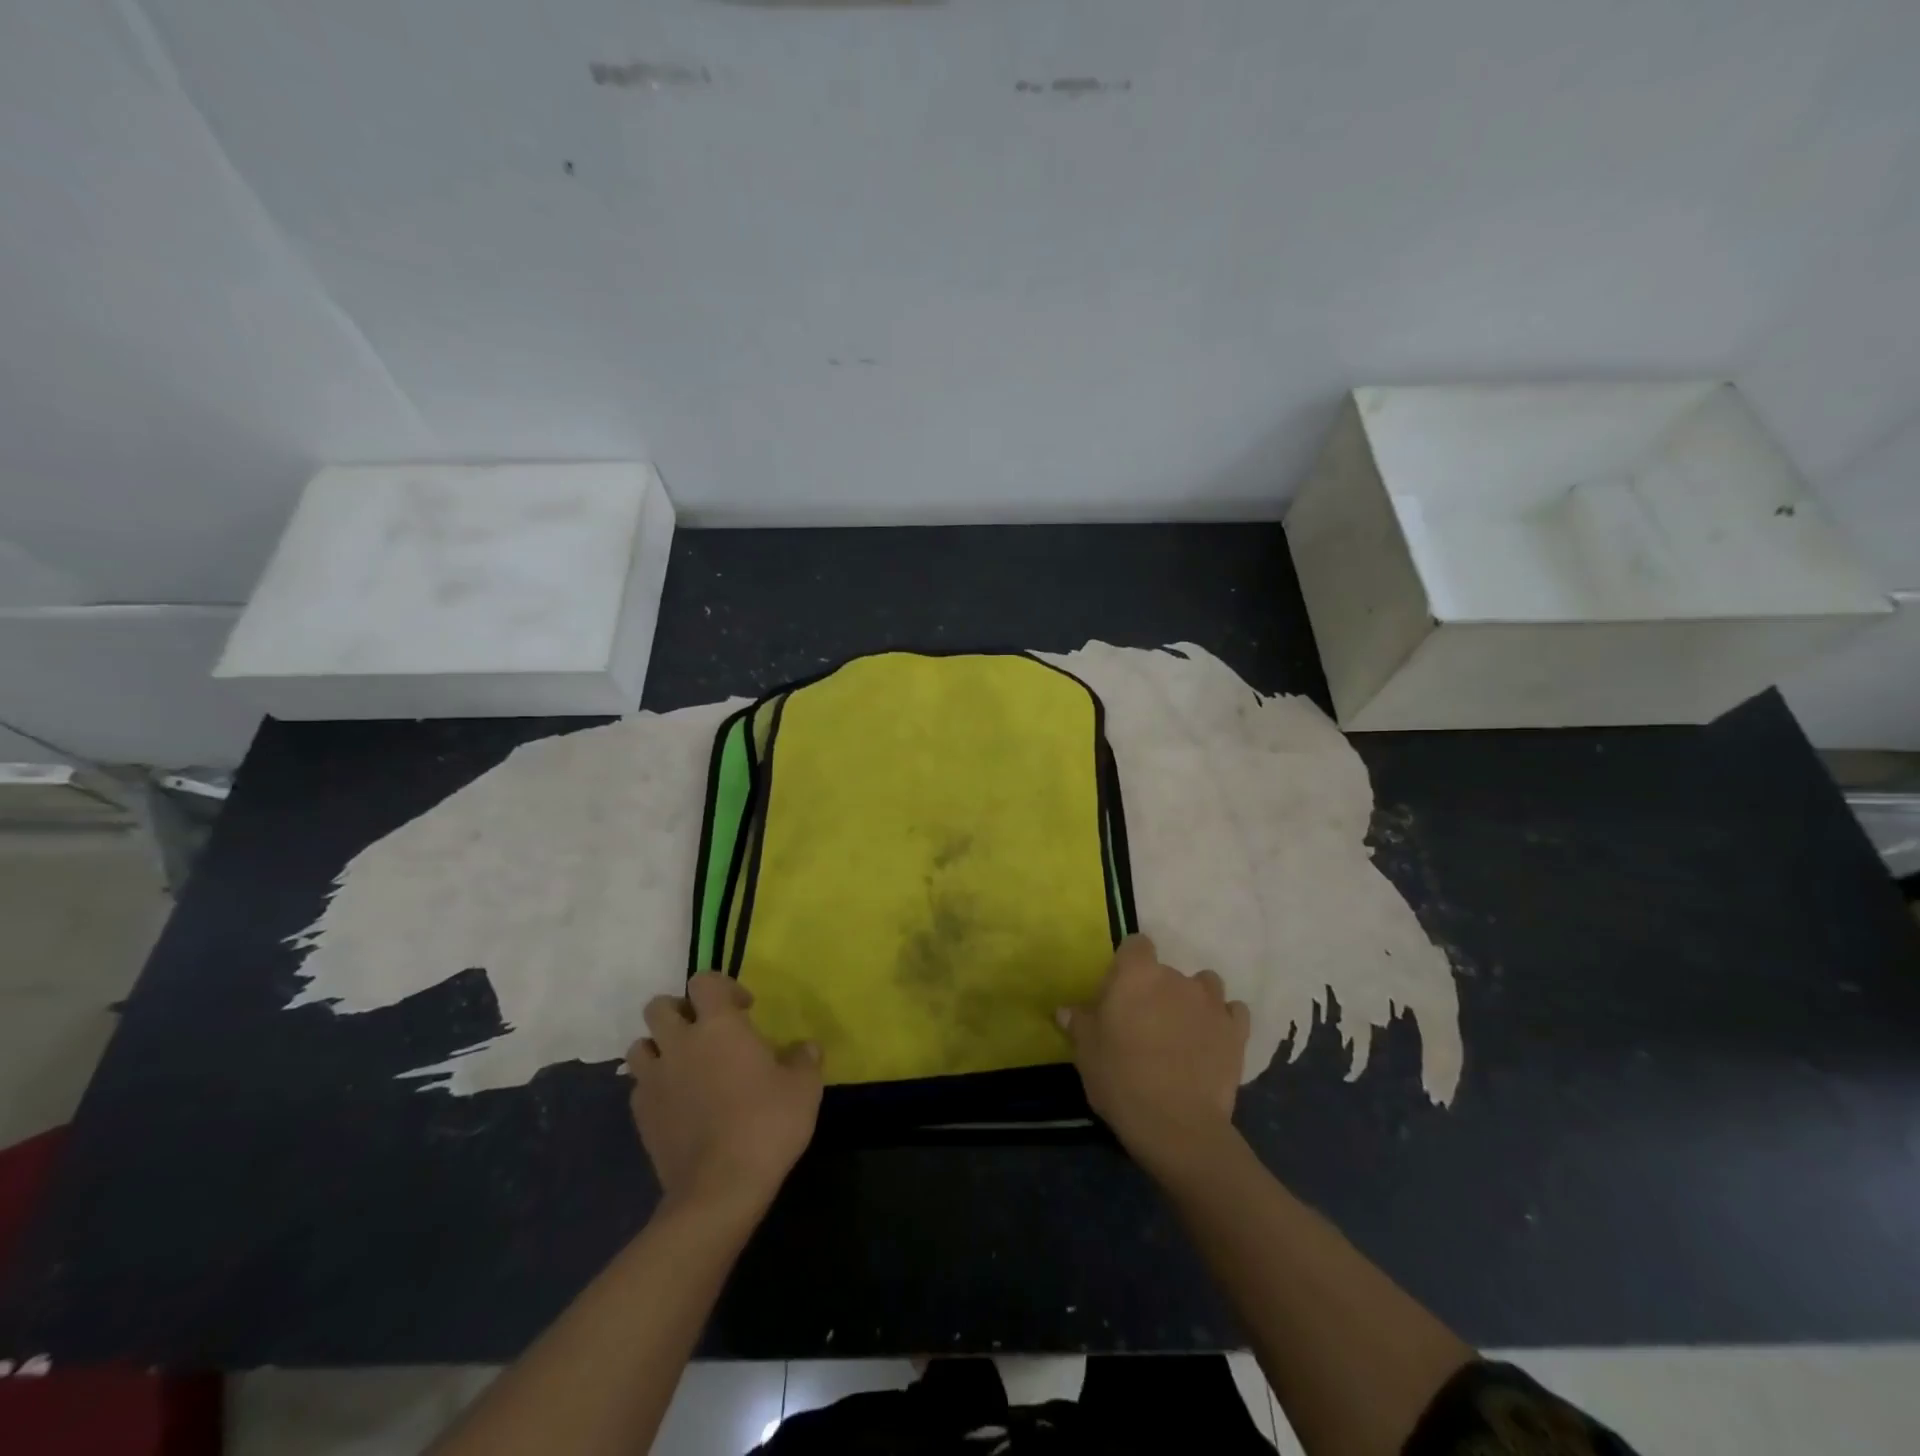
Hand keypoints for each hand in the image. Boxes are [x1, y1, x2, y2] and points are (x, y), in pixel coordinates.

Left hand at [628, 972, 822, 1215]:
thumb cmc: (766, 1125)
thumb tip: (804, 1047)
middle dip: (681, 1012)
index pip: (704, 981)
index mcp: (719, 1025)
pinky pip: (639, 1085)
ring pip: (640, 1045)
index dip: (723, 987)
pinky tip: (676, 1102)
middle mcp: (680, 1042)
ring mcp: (654, 1079)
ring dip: (659, 1047)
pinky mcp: (641, 1115)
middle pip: (659, 1007)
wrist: (719, 1189)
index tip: (745, 1010)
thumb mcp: (804, 1087)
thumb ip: (804, 1058)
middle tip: (706, 1033)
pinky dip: (654, 1085)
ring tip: (684, 1065)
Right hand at [1059, 935, 1249, 1175]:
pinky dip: (1224, 1021)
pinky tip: (1213, 1040)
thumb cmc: (1121, 1080)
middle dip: (1157, 990)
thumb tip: (1066, 1010)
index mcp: (1137, 975)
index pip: (1136, 944)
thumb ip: (1079, 1023)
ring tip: (1183, 1029)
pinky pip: (1233, 1012)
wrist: (1177, 1126)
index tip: (1120, 991)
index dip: (1128, 964)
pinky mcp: (1237, 1032)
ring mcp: (1211, 1003)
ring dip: (1194, 1000)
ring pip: (1205, 985)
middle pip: (1166, 971)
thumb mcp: (1086, 1053)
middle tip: (1145, 1024)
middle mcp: (1176, 978)